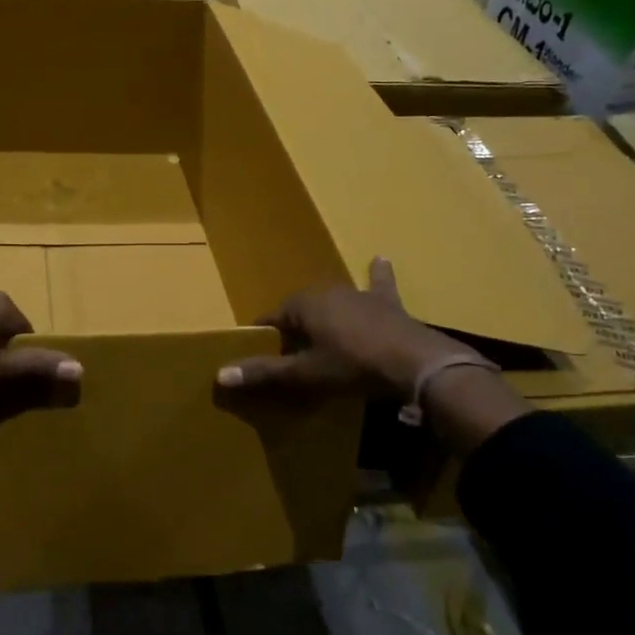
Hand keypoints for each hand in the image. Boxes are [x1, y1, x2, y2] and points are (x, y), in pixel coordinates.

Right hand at [216, 257, 528, 452]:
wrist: (414, 363)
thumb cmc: (352, 366)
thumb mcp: (305, 374)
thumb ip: (264, 372)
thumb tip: (220, 374)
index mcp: (302, 305)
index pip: (271, 319)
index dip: (264, 339)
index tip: (260, 358)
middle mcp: (326, 290)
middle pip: (300, 311)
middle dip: (294, 329)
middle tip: (293, 356)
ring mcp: (358, 294)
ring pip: (332, 302)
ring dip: (325, 315)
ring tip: (321, 335)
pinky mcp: (387, 302)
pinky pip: (378, 284)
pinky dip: (378, 275)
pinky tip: (381, 259)